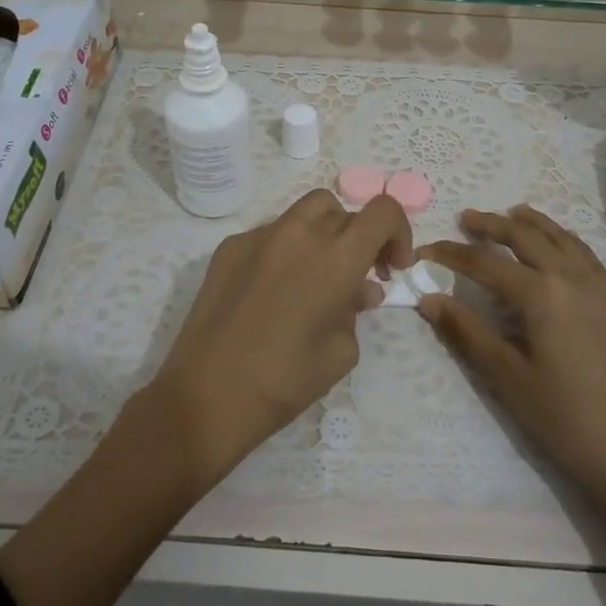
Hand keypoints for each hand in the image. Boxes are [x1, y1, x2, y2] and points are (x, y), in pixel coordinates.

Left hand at [148, 189, 412, 486]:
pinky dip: (286, 250)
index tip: (392, 267)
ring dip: (323, 234)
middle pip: (343, 209)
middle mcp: (299, 233)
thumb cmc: (286, 381)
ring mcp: (259, 235)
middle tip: (358, 275)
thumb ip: (356, 309)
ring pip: (305, 213)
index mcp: (336, 257)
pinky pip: (270, 234)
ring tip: (318, 276)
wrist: (207, 395)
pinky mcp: (229, 247)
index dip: (398, 232)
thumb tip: (358, 290)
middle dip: (359, 236)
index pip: (383, 212)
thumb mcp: (342, 351)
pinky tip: (275, 290)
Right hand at [419, 206, 605, 582]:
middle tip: (467, 219)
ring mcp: (600, 290)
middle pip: (527, 237)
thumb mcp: (506, 376)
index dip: (452, 255)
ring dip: (534, 224)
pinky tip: (559, 247)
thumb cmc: (562, 418)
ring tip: (513, 214)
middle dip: (493, 225)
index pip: (486, 263)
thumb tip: (429, 299)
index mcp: (541, 295)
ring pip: (562, 239)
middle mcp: (572, 279)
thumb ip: (466, 331)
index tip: (425, 251)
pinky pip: (587, 257)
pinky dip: (565, 240)